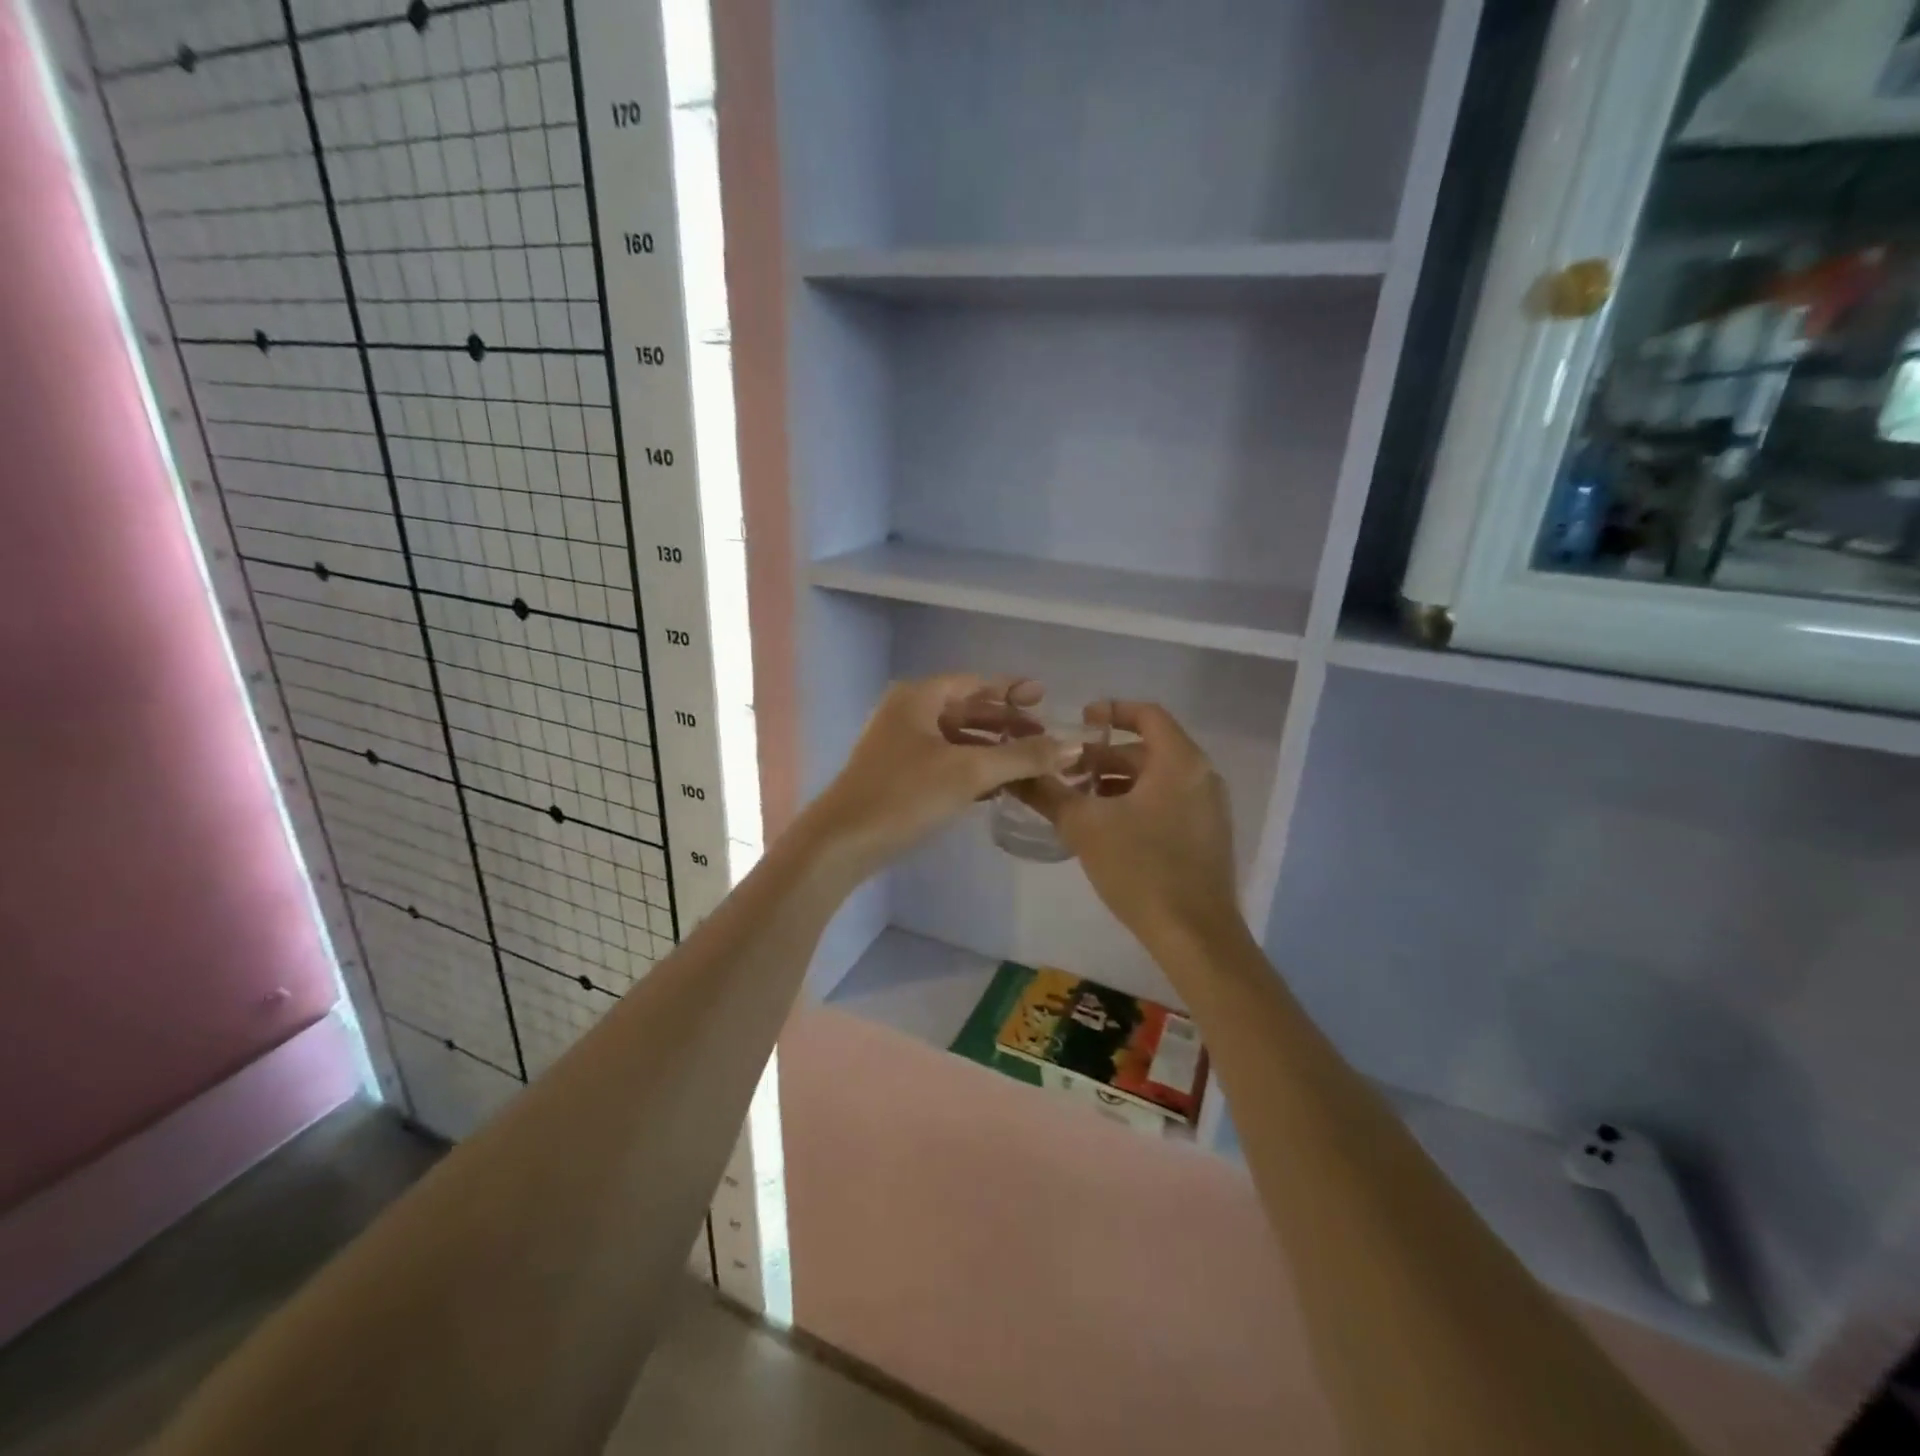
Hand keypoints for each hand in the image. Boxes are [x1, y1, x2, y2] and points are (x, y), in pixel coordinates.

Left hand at [808, 675, 1068, 876]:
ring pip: (956, 738)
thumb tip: (1074, 745)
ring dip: (992, 748)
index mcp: (918, 697)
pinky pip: (945, 762)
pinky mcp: (899, 776)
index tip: (1044, 697)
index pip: (974, 683)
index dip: (1011, 689)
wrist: (843, 842)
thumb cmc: (904, 795)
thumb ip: (1022, 757)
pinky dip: (972, 768)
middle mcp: (907, 713)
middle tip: (1044, 735)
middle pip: (966, 709)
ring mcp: (900, 745)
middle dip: (1005, 722)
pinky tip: (1000, 786)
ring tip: (1030, 761)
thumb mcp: (969, 772)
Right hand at [1018, 701, 1241, 954]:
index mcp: (1180, 762)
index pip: (1148, 714)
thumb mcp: (1084, 826)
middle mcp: (1201, 776)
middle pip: (1148, 749)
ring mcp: (1209, 808)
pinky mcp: (1207, 836)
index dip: (1111, 711)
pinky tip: (1106, 827)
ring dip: (1117, 782)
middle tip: (1066, 771)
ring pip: (1157, 778)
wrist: (1194, 935)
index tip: (1079, 721)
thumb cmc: (1141, 868)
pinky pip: (1168, 801)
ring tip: (1079, 800)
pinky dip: (1136, 802)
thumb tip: (1014, 773)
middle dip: (1104, 756)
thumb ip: (1048, 793)